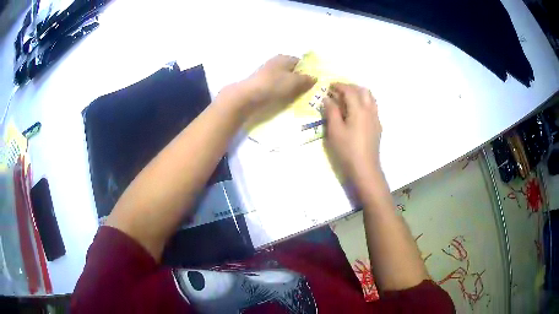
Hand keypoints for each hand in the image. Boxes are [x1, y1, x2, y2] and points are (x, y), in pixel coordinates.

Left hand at [219, 55, 315, 120]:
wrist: (248, 96)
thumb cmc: (273, 85)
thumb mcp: (294, 81)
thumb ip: (305, 79)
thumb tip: (314, 78)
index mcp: (284, 58)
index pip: (300, 62)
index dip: (309, 71)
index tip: (315, 82)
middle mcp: (275, 63)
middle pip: (292, 71)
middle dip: (301, 80)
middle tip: (310, 92)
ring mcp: (268, 74)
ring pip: (285, 80)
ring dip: (292, 88)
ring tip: (301, 98)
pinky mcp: (262, 85)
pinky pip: (277, 87)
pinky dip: (283, 92)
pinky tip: (287, 100)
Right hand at [324, 83, 381, 182]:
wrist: (365, 168)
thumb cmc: (347, 150)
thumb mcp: (335, 131)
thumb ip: (331, 112)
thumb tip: (327, 99)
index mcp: (359, 109)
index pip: (350, 90)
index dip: (339, 85)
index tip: (330, 86)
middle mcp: (370, 110)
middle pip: (363, 91)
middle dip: (351, 87)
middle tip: (339, 92)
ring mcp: (376, 119)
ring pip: (371, 98)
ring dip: (360, 94)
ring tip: (348, 100)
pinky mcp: (378, 127)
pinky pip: (373, 108)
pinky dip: (364, 103)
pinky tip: (356, 113)